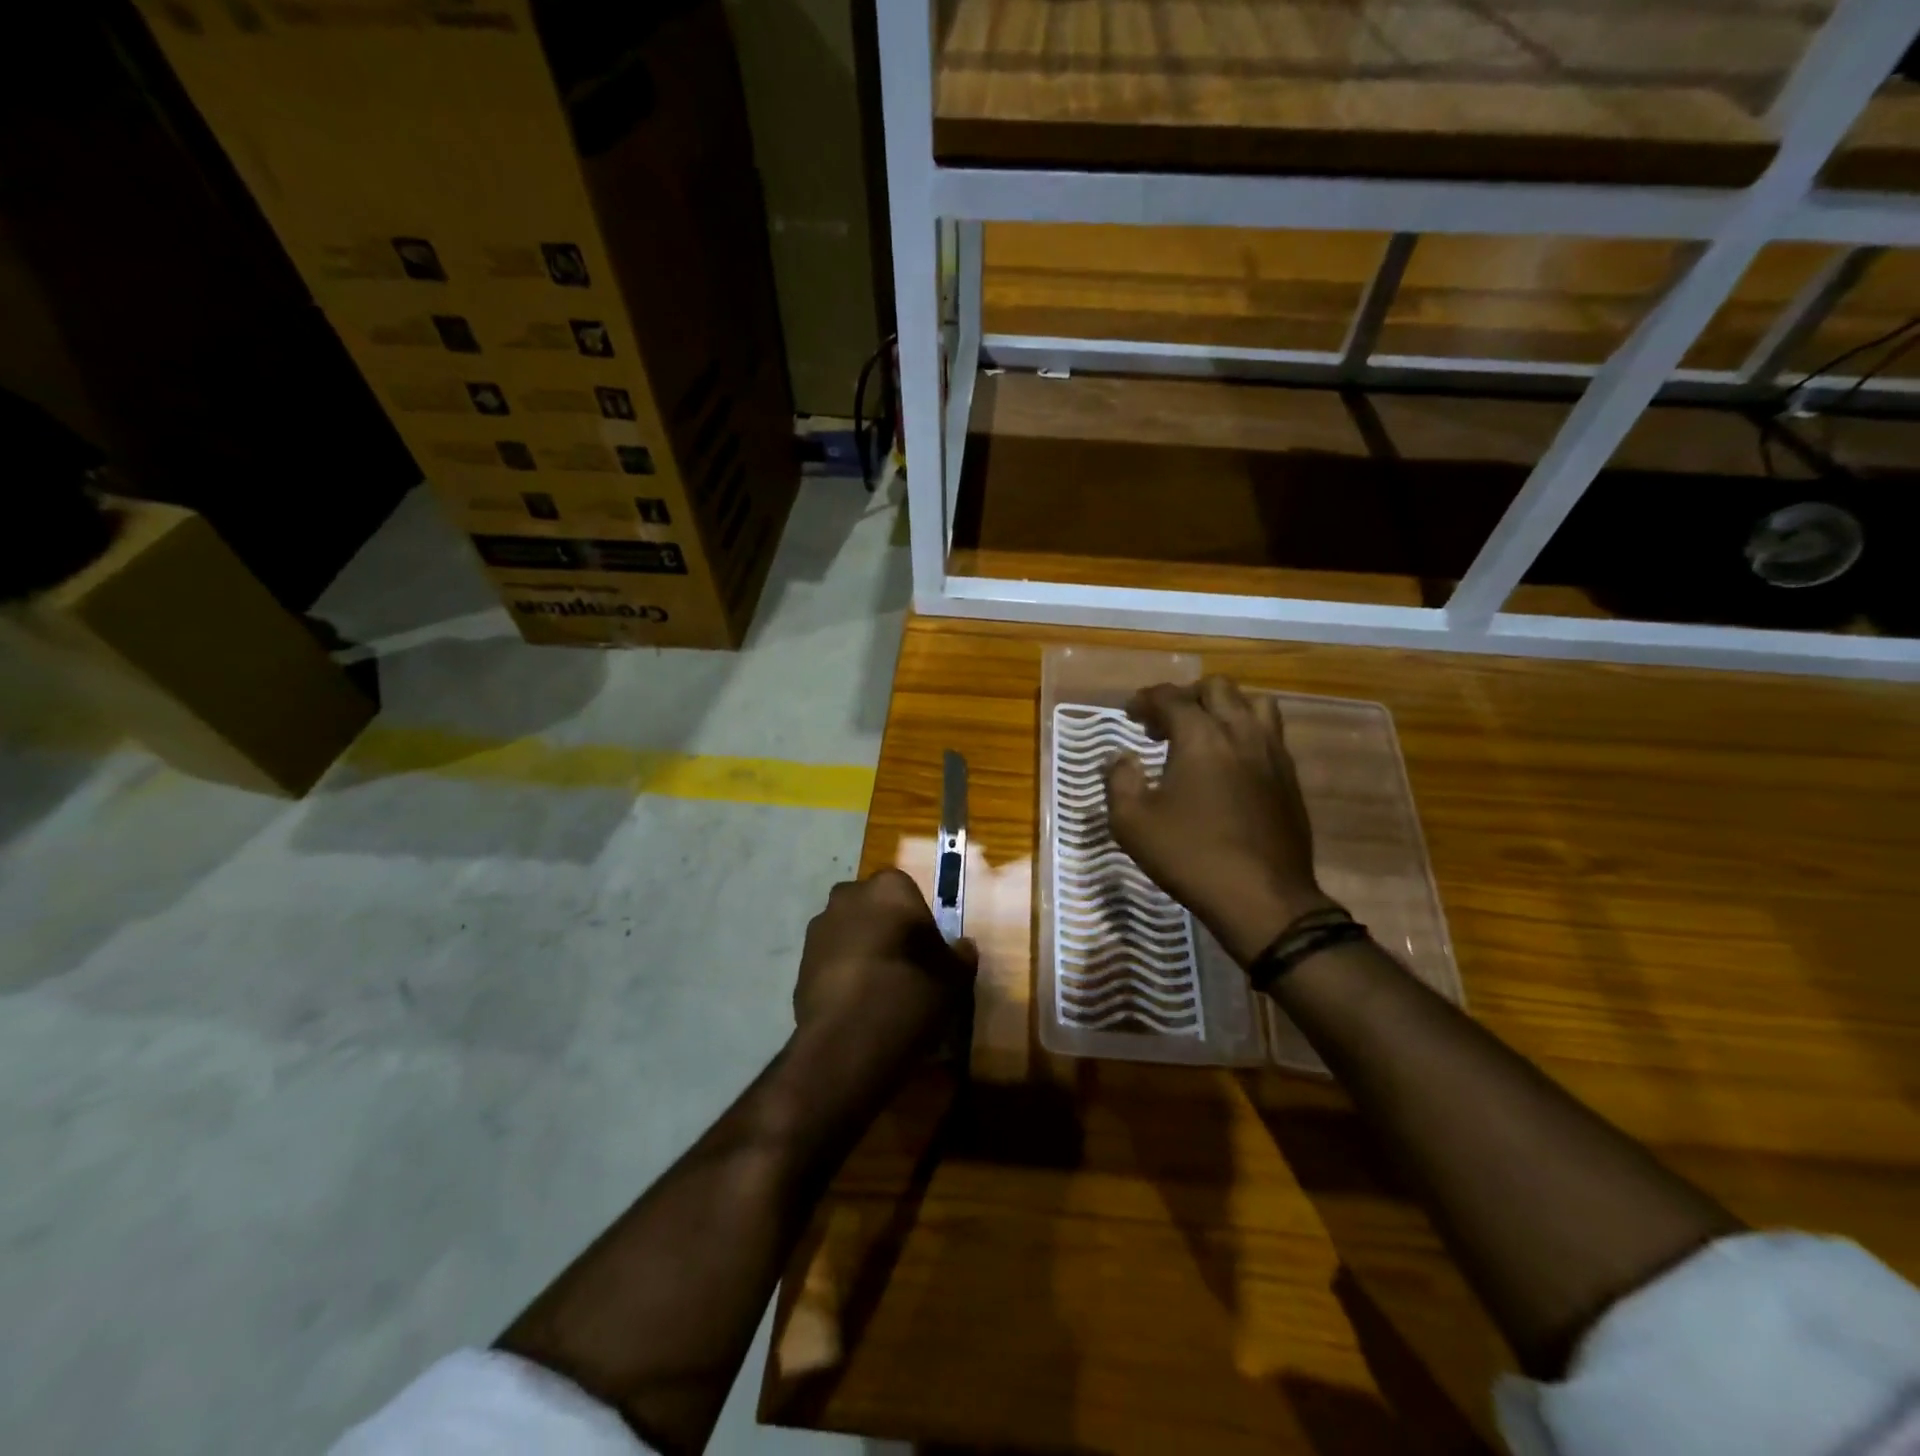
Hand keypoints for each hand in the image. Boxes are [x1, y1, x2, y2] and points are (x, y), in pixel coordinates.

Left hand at [793, 868, 977, 1067]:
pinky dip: (843, 973)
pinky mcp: (800, 963)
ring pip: (849, 931)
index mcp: (889, 888)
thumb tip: (963, 947)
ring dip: (861, 949)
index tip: (928, 951)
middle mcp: (849, 897)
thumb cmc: (908, 994)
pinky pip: (831, 959)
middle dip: (885, 928)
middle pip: (873, 907)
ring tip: (879, 989)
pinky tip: (857, 1004)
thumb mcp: (952, 979)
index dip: (918, 920)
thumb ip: (959, 957)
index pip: (908, 891)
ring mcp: (819, 929)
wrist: (847, 1043)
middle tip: (905, 964)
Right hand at [1105, 676, 1337, 965]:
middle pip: (1217, 688)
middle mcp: (1241, 733)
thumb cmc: (1190, 856)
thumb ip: (1120, 781)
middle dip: (1185, 696)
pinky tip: (1230, 763)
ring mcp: (1272, 754)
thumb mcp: (1132, 823)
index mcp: (1201, 737)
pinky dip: (1246, 733)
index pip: (1171, 697)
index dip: (1145, 699)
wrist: (1262, 898)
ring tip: (1204, 733)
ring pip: (1254, 704)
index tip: (1129, 712)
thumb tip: (1121, 758)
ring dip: (1225, 708)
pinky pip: (1270, 734)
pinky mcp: (1290, 778)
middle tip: (1164, 722)